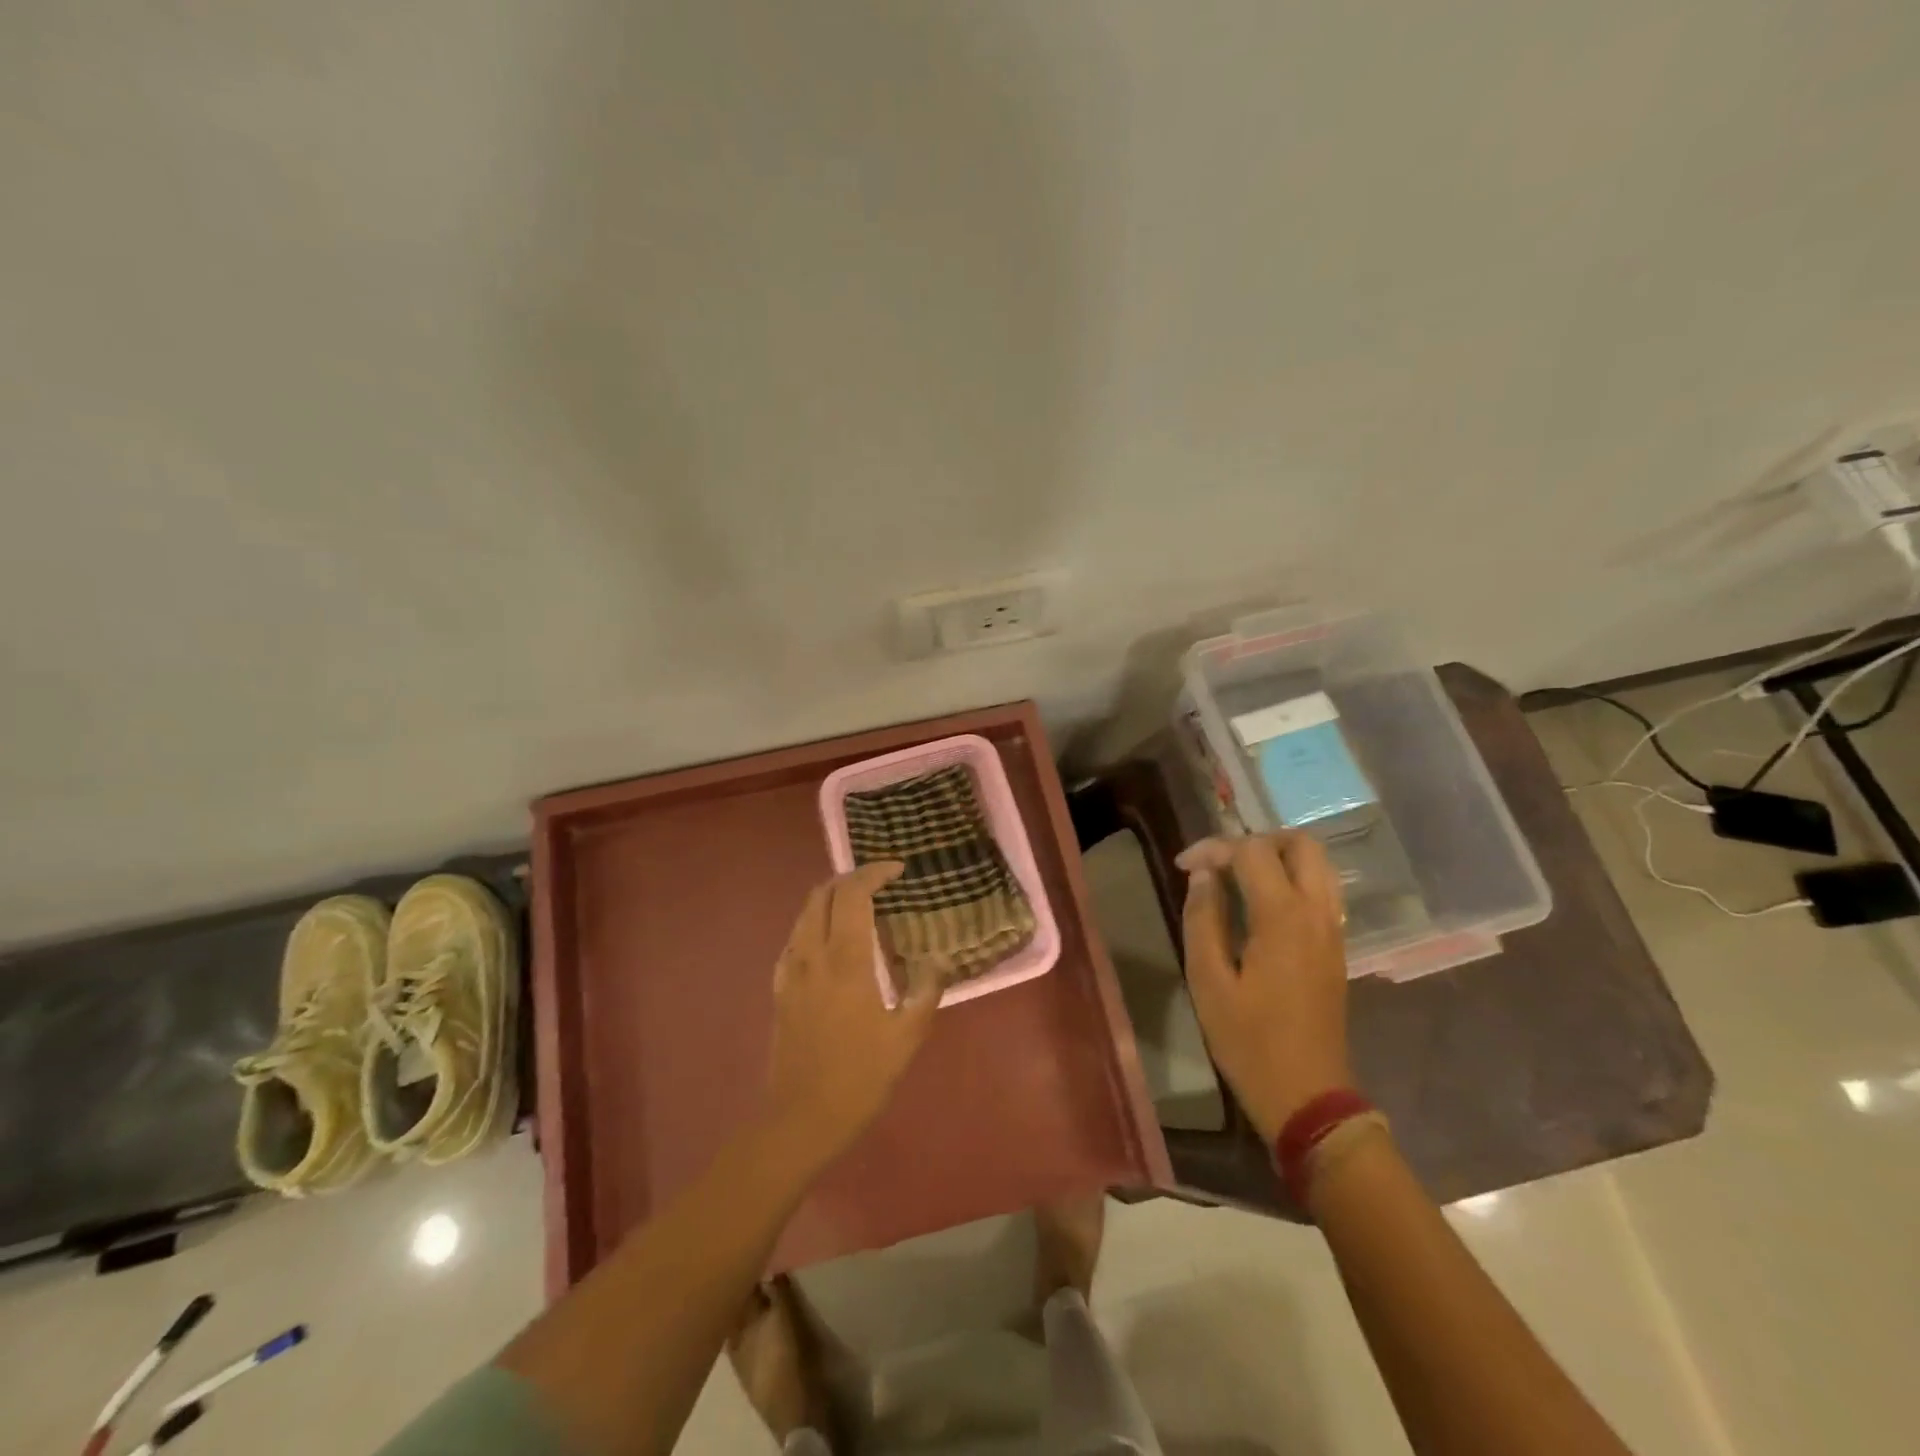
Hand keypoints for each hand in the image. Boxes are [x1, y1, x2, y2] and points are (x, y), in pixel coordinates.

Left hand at [764, 863, 940, 1168]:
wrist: (801, 1119)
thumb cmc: (859, 1078)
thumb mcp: (906, 1037)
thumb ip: (926, 990)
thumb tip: (940, 958)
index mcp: (846, 961)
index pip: (853, 894)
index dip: (874, 872)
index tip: (898, 870)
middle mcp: (813, 955)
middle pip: (823, 894)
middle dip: (851, 878)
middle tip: (880, 882)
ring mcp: (791, 971)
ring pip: (804, 913)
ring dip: (830, 897)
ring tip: (858, 904)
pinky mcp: (780, 990)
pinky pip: (794, 939)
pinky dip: (814, 923)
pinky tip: (829, 941)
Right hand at [1179, 832, 1353, 1141]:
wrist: (1308, 1096)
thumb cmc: (1249, 1041)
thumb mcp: (1208, 981)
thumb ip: (1203, 918)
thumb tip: (1201, 876)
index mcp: (1283, 917)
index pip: (1251, 852)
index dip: (1213, 848)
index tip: (1182, 867)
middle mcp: (1317, 913)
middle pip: (1300, 844)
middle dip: (1256, 840)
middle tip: (1219, 862)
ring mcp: (1333, 930)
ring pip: (1318, 864)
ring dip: (1278, 857)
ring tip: (1238, 876)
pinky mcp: (1337, 947)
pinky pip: (1321, 890)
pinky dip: (1293, 879)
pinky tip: (1261, 904)